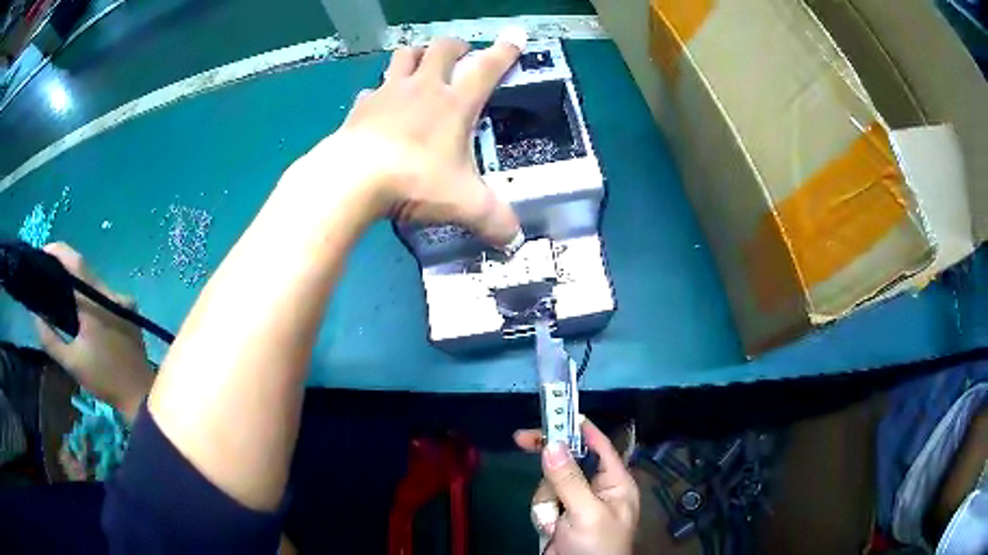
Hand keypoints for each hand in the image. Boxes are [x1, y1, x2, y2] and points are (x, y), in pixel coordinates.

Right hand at [33, 243, 153, 423]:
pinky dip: (89, 294)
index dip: (58, 252)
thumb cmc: (104, 381)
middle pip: (84, 269)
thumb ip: (50, 339)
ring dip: (76, 281)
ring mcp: (123, 300)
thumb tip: (36, 316)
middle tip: (46, 271)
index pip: (75, 262)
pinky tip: (78, 305)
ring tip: (58, 287)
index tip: (42, 253)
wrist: (141, 397)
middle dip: (64, 266)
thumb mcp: (72, 363)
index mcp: (96, 301)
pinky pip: (103, 294)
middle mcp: (111, 292)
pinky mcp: (128, 310)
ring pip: (94, 281)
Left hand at [287, 29, 526, 246]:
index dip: (505, 52)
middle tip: (461, 54)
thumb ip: (494, 220)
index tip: (515, 37)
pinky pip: (371, 90)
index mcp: (455, 103)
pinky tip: (378, 104)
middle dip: (455, 47)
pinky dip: (378, 92)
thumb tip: (515, 242)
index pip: (487, 68)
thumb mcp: (464, 204)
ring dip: (415, 55)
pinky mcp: (360, 108)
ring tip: (419, 64)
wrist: (353, 180)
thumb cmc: (415, 181)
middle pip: (441, 48)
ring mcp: (387, 93)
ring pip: (403, 56)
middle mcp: (423, 88)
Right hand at [514, 419, 639, 554]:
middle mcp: (597, 488)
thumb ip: (568, 479)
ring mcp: (576, 503)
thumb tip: (552, 444)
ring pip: (549, 483)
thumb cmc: (597, 545)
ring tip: (554, 524)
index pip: (599, 445)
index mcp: (615, 482)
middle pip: (568, 461)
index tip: (554, 412)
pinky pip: (543, 502)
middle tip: (520, 439)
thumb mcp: (586, 513)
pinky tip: (551, 531)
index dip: (579, 427)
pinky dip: (541, 515)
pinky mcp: (560, 516)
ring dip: (546, 502)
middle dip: (550, 469)